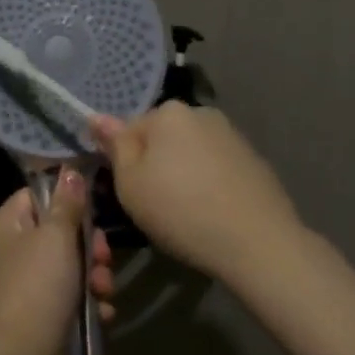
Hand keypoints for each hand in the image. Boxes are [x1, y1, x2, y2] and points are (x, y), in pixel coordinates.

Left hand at [0, 172, 114, 354]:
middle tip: (102, 259)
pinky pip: (69, 295)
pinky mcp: (39, 312)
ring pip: (69, 264)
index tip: (93, 214)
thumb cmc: (38, 286)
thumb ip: (67, 203)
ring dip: (93, 275)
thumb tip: (70, 171)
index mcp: (6, 223)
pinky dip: (87, 302)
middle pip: (59, 231)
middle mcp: (11, 249)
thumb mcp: (57, 237)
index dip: (68, 202)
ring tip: (104, 290)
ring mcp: (24, 282)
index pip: (38, 195)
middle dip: (89, 246)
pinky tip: (103, 312)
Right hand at [93, 103, 300, 283]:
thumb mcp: (131, 184)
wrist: (258, 242)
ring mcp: (231, 135)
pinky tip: (213, 213)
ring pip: (191, 152)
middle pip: (163, 138)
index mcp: (168, 112)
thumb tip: (96, 117)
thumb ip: (115, 146)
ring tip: (187, 213)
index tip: (130, 193)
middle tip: (156, 205)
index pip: (130, 130)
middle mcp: (201, 113)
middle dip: (156, 164)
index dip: (125, 162)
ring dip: (184, 173)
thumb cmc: (181, 211)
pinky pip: (217, 167)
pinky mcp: (254, 159)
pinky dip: (210, 183)